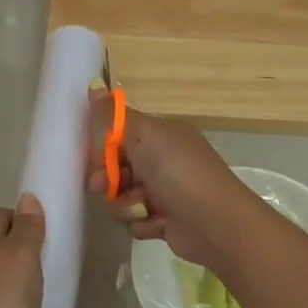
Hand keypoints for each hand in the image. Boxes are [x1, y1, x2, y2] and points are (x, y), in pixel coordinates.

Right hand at [86, 94, 262, 272]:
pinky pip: (138, 221)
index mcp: (164, 136)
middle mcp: (167, 161)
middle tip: (101, 187)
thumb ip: (114, 115)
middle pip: (122, 168)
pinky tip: (155, 223)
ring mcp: (167, 193)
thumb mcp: (144, 134)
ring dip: (125, 204)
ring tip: (138, 208)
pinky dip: (142, 223)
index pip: (124, 136)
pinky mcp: (167, 221)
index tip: (94, 158)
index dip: (105, 148)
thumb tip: (94, 83)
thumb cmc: (177, 171)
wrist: (213, 221)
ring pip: (125, 198)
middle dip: (108, 179)